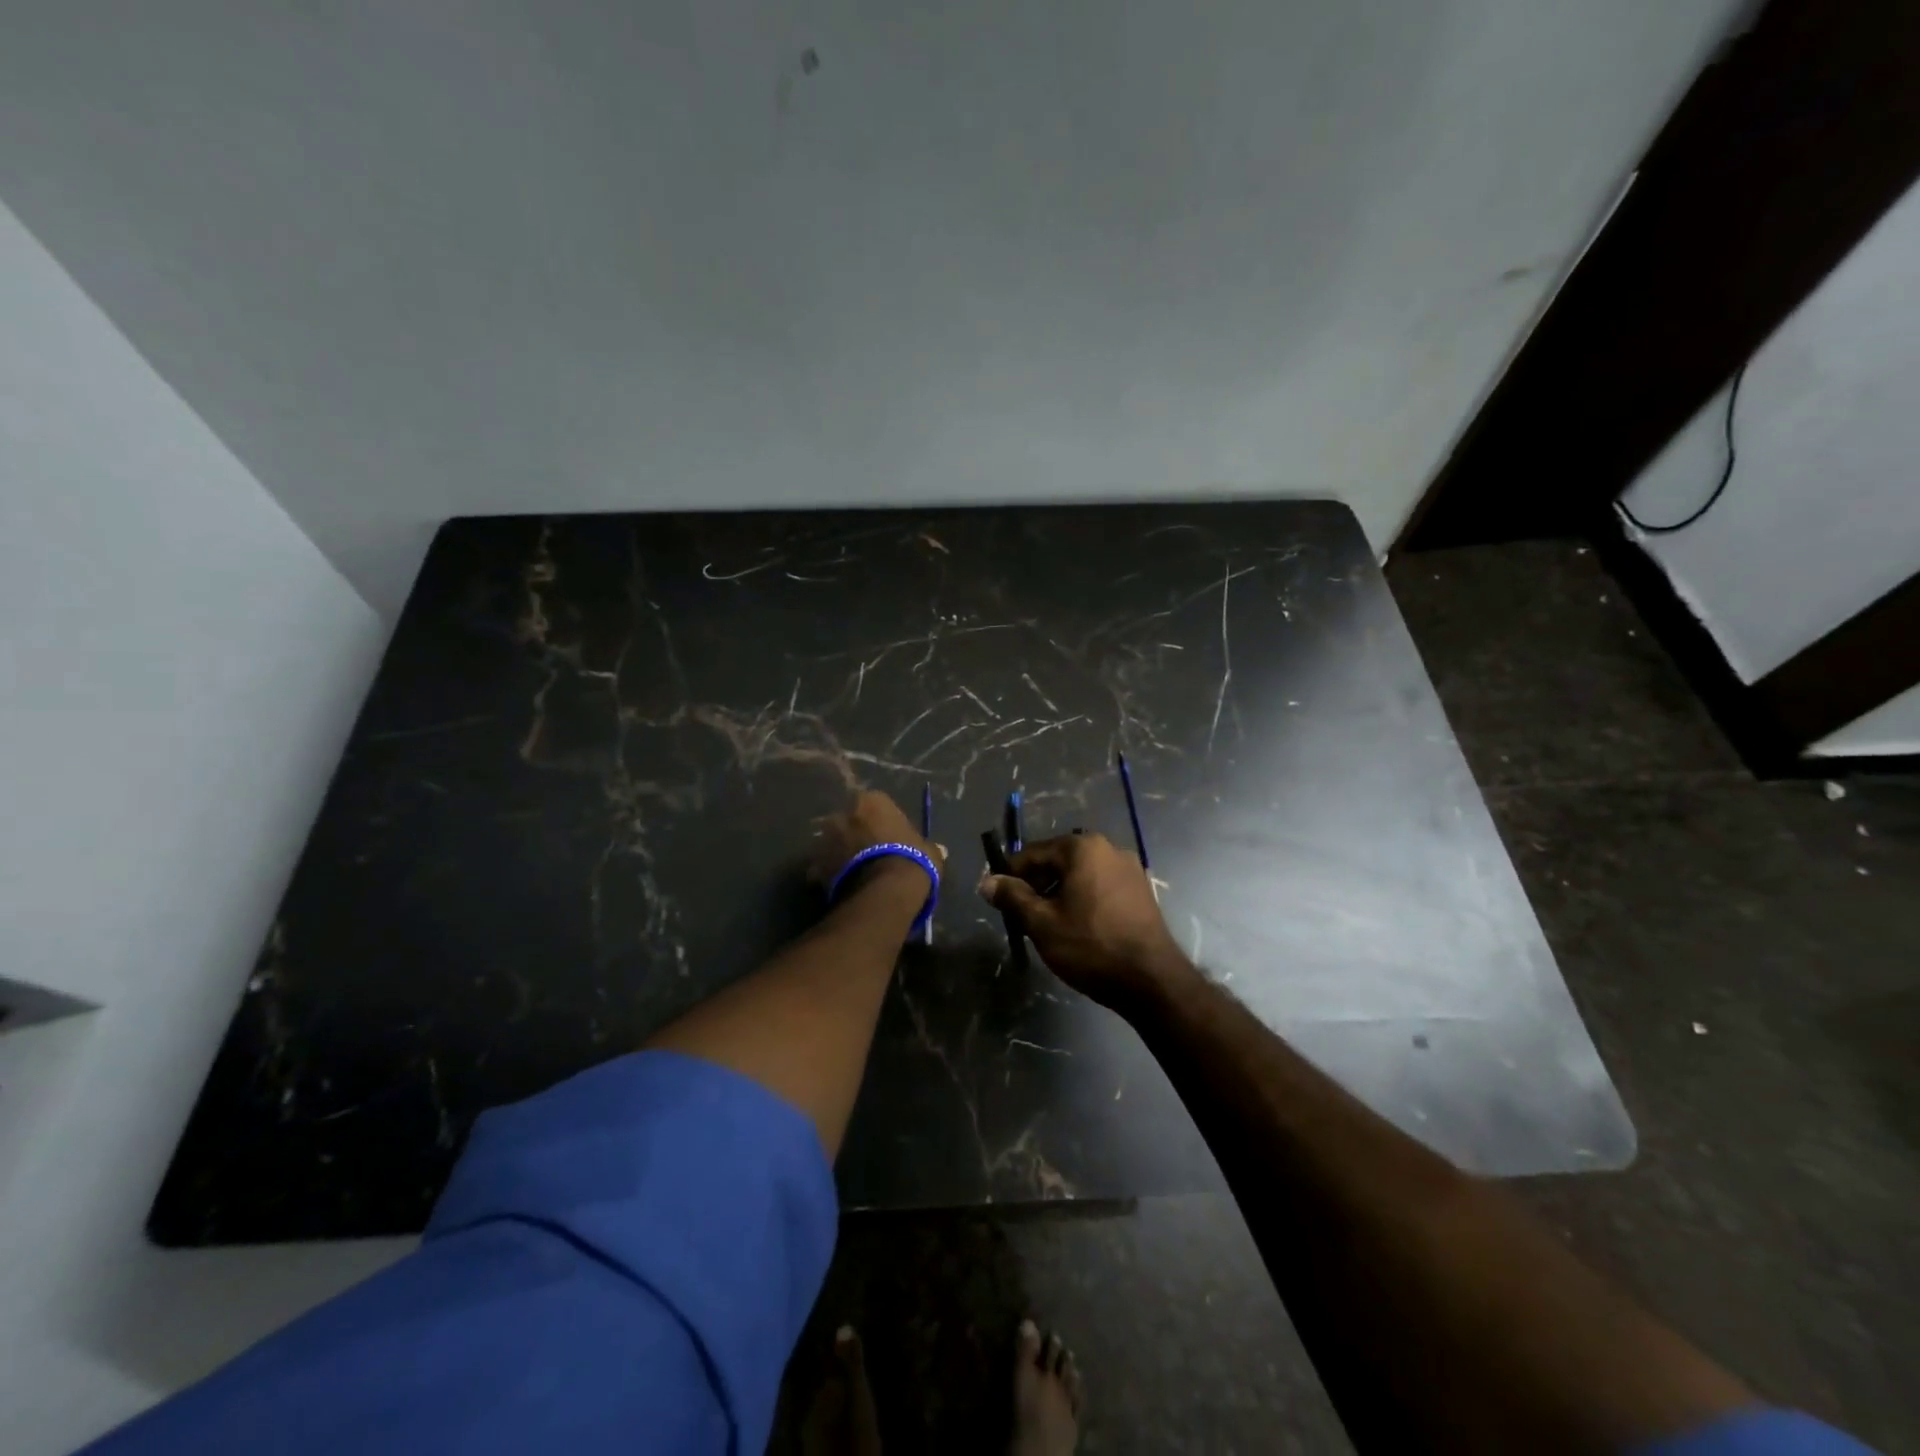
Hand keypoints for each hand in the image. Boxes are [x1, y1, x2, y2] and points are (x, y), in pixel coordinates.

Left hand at [810, 790, 944, 893]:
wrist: (885, 892)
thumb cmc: (911, 860)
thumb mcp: (929, 851)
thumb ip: (928, 847)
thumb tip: (939, 850)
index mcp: (871, 801)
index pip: (875, 804)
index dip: (882, 822)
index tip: (890, 838)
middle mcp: (843, 813)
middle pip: (849, 821)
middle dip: (855, 835)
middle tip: (870, 854)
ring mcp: (825, 840)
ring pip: (832, 844)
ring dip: (840, 854)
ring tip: (856, 874)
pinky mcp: (814, 866)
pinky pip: (822, 869)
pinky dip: (829, 876)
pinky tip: (843, 888)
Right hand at [980, 833, 1191, 1008]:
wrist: (1152, 981)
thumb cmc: (1091, 946)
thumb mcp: (1042, 923)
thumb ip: (1012, 898)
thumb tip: (987, 882)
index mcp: (1082, 848)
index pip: (1032, 853)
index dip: (1010, 876)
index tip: (998, 900)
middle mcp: (1108, 848)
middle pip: (1057, 861)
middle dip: (1036, 885)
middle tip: (1022, 917)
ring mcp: (1129, 868)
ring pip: (1079, 875)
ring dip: (1059, 894)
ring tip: (1048, 926)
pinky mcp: (1141, 890)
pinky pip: (1100, 886)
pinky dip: (1083, 899)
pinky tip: (1078, 927)